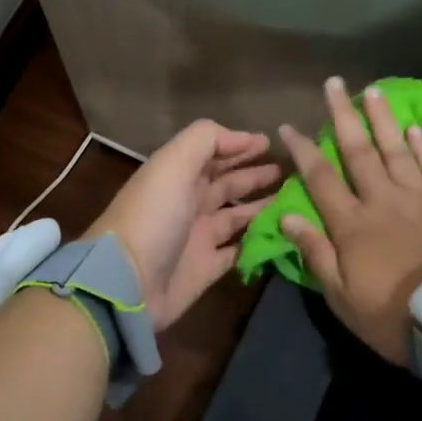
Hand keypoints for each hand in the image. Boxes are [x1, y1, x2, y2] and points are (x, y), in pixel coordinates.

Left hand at [90, 121, 281, 329]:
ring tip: (292, 199)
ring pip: (236, 216)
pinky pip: (238, 251)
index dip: (238, 146)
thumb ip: (206, 140)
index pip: (212, 154)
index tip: (269, 142)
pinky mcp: (207, 268)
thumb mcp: (174, 163)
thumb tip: (242, 138)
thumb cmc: (153, 216)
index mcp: (178, 176)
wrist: (128, 282)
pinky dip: (257, 242)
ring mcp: (198, 237)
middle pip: (226, 184)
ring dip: (261, 207)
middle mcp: (189, 203)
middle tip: (288, 171)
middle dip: (254, 175)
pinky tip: (281, 234)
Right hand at [278, 78, 421, 364]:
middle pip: (359, 151)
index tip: (287, 126)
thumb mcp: (341, 296)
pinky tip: (414, 129)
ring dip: (383, 119)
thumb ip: (315, 252)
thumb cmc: (391, 315)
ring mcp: (419, 200)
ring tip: (373, 90)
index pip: (320, 178)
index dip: (302, 151)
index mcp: (352, 224)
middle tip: (334, 83)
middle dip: (343, 116)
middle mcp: (382, 200)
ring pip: (397, 150)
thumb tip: (287, 216)